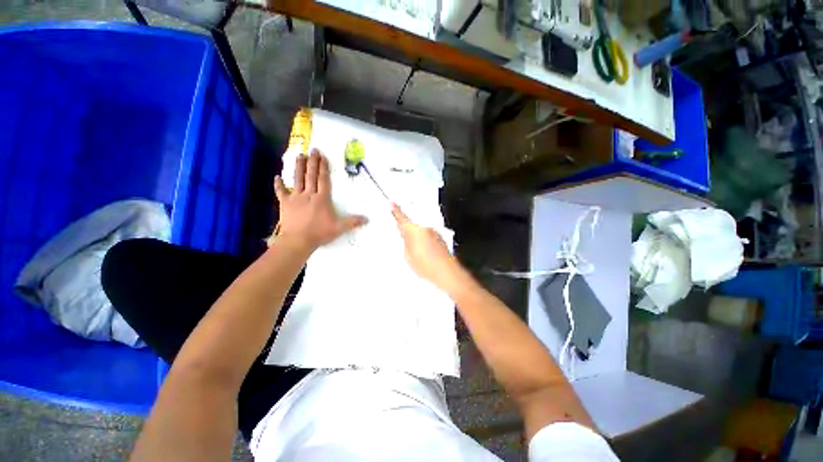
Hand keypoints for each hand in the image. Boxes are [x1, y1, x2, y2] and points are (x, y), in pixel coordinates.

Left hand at [274, 149, 366, 250]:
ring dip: (299, 167)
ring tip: (300, 155)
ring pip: (297, 179)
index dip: (324, 168)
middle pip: (311, 175)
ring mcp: (296, 198)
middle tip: (313, 150)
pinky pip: (281, 192)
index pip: (323, 180)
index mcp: (322, 198)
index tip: (323, 156)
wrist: (298, 240)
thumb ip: (353, 222)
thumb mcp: (339, 228)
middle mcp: (309, 194)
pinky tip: (277, 177)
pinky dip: (279, 185)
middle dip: (313, 162)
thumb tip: (367, 219)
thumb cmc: (320, 233)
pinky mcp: (285, 204)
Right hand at [392, 204, 456, 285]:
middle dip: (407, 226)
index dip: (396, 211)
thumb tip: (406, 237)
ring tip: (416, 247)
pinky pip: (428, 233)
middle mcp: (424, 227)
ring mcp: (433, 231)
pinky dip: (424, 238)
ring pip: (420, 228)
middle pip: (412, 223)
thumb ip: (406, 243)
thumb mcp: (408, 256)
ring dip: (416, 233)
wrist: (445, 271)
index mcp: (413, 230)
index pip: (402, 218)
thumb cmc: (426, 265)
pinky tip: (424, 249)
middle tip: (402, 234)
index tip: (392, 204)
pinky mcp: (439, 236)